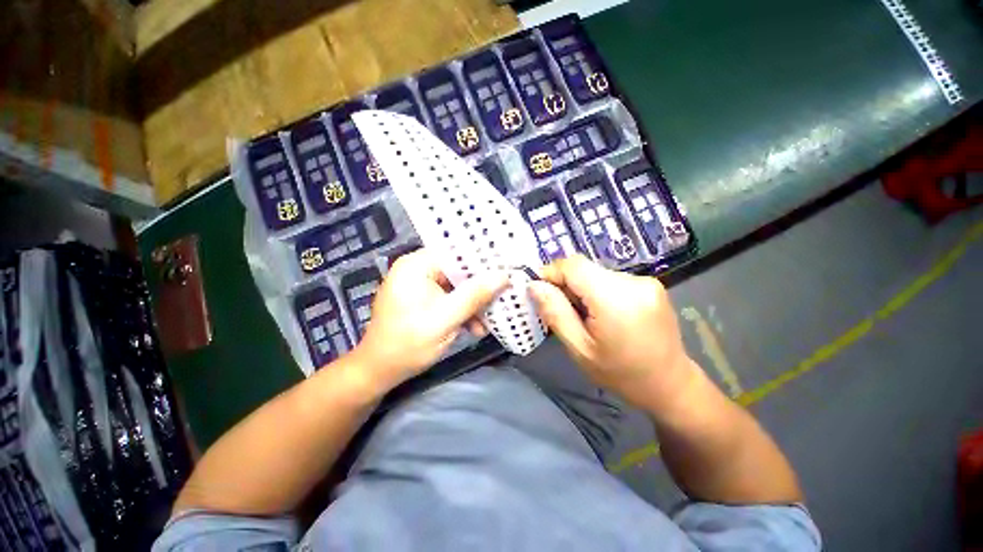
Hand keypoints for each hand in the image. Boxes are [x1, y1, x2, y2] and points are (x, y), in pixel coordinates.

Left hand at [353, 249, 508, 388]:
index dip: (483, 261)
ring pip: (457, 285)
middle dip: (480, 288)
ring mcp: (420, 283)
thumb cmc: (407, 345)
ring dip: (472, 304)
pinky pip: (450, 297)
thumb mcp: (445, 320)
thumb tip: (504, 276)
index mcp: (417, 265)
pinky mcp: (423, 297)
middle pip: (459, 269)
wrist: (379, 372)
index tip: (506, 270)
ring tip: (486, 323)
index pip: (457, 252)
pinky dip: (462, 310)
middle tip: (501, 299)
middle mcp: (417, 268)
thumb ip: (474, 296)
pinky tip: (473, 327)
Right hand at [528, 255, 698, 409]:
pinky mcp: (651, 284)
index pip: (574, 265)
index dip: (552, 272)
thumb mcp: (579, 349)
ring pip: (596, 273)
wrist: (670, 384)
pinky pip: (611, 278)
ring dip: (583, 288)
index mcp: (616, 299)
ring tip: (586, 316)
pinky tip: (604, 313)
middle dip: (567, 284)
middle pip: (585, 268)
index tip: (540, 290)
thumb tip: (534, 285)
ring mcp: (646, 281)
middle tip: (563, 311)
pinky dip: (598, 290)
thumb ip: (555, 313)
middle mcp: (634, 282)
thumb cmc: (620, 373)